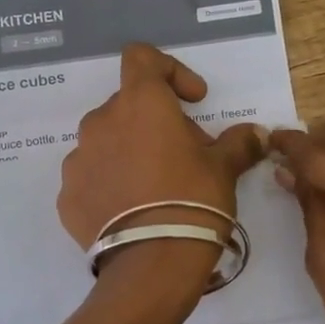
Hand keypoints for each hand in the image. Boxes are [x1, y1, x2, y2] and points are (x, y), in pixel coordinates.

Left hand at [59, 44, 267, 288]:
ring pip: (107, 141)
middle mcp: (101, 122)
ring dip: (130, 152)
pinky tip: (132, 211)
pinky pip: (91, 177)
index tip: (192, 100)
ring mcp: (78, 159)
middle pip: (128, 105)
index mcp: (140, 103)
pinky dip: (110, 184)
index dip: (170, 70)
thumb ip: (239, 143)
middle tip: (185, 155)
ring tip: (155, 187)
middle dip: (156, 122)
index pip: (142, 58)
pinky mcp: (67, 195)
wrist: (150, 265)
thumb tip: (257, 133)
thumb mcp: (224, 169)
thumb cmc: (192, 201)